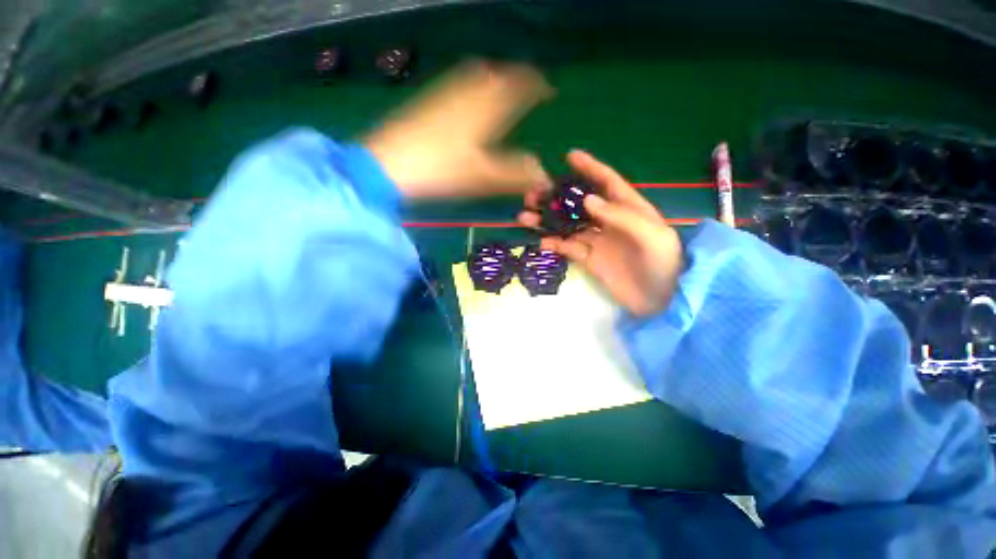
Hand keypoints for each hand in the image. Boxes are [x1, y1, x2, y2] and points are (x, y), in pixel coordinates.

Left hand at [363, 60, 553, 199]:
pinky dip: (471, 85)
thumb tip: (544, 177)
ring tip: (501, 88)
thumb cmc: (441, 171)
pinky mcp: (427, 102)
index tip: (548, 89)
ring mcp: (444, 94)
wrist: (388, 166)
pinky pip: (456, 83)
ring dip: (493, 78)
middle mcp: (467, 92)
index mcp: (485, 108)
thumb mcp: (483, 177)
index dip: (536, 84)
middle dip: (514, 77)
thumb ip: (515, 175)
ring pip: (475, 75)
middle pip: (496, 74)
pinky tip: (467, 98)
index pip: (518, 85)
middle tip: (525, 87)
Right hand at [518, 151, 683, 315]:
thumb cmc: (663, 263)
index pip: (607, 181)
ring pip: (567, 225)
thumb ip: (621, 216)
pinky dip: (553, 244)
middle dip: (556, 196)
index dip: (590, 168)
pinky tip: (540, 242)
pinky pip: (567, 247)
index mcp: (628, 208)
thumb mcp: (651, 235)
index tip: (570, 156)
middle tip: (533, 194)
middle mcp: (608, 221)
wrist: (661, 300)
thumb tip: (587, 199)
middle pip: (578, 203)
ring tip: (525, 216)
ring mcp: (596, 240)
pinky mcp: (588, 259)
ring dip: (546, 220)